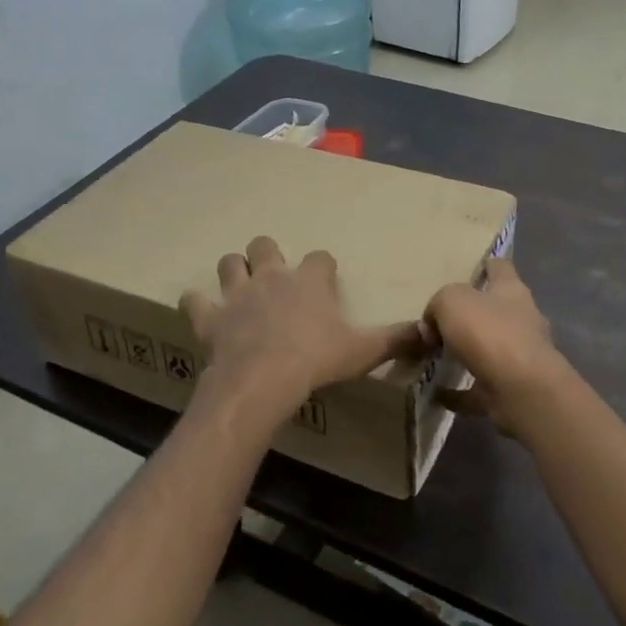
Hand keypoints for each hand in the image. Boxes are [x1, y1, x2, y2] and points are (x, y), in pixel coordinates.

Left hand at [180, 236, 424, 416]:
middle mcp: (272, 277)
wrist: (264, 379)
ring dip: (234, 270)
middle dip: (268, 254)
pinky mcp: (211, 317)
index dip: (323, 266)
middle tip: (275, 274)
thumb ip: (397, 339)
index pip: (321, 257)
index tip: (325, 278)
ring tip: (240, 285)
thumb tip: (431, 331)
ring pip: (229, 263)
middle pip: (265, 246)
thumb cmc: (317, 360)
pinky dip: (197, 304)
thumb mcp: (364, 350)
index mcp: (309, 281)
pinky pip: (195, 300)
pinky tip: (201, 309)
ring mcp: (237, 294)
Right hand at [424, 258, 570, 435]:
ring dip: (466, 353)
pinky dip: (459, 392)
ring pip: (488, 350)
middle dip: (472, 314)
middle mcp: (521, 320)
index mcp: (511, 291)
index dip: (487, 265)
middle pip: (496, 310)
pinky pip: (479, 389)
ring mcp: (520, 357)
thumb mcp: (452, 302)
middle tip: (439, 321)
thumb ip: (438, 304)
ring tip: (435, 357)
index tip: (471, 269)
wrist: (522, 389)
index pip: (501, 268)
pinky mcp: (512, 390)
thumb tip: (433, 324)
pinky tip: (437, 394)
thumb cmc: (490, 332)